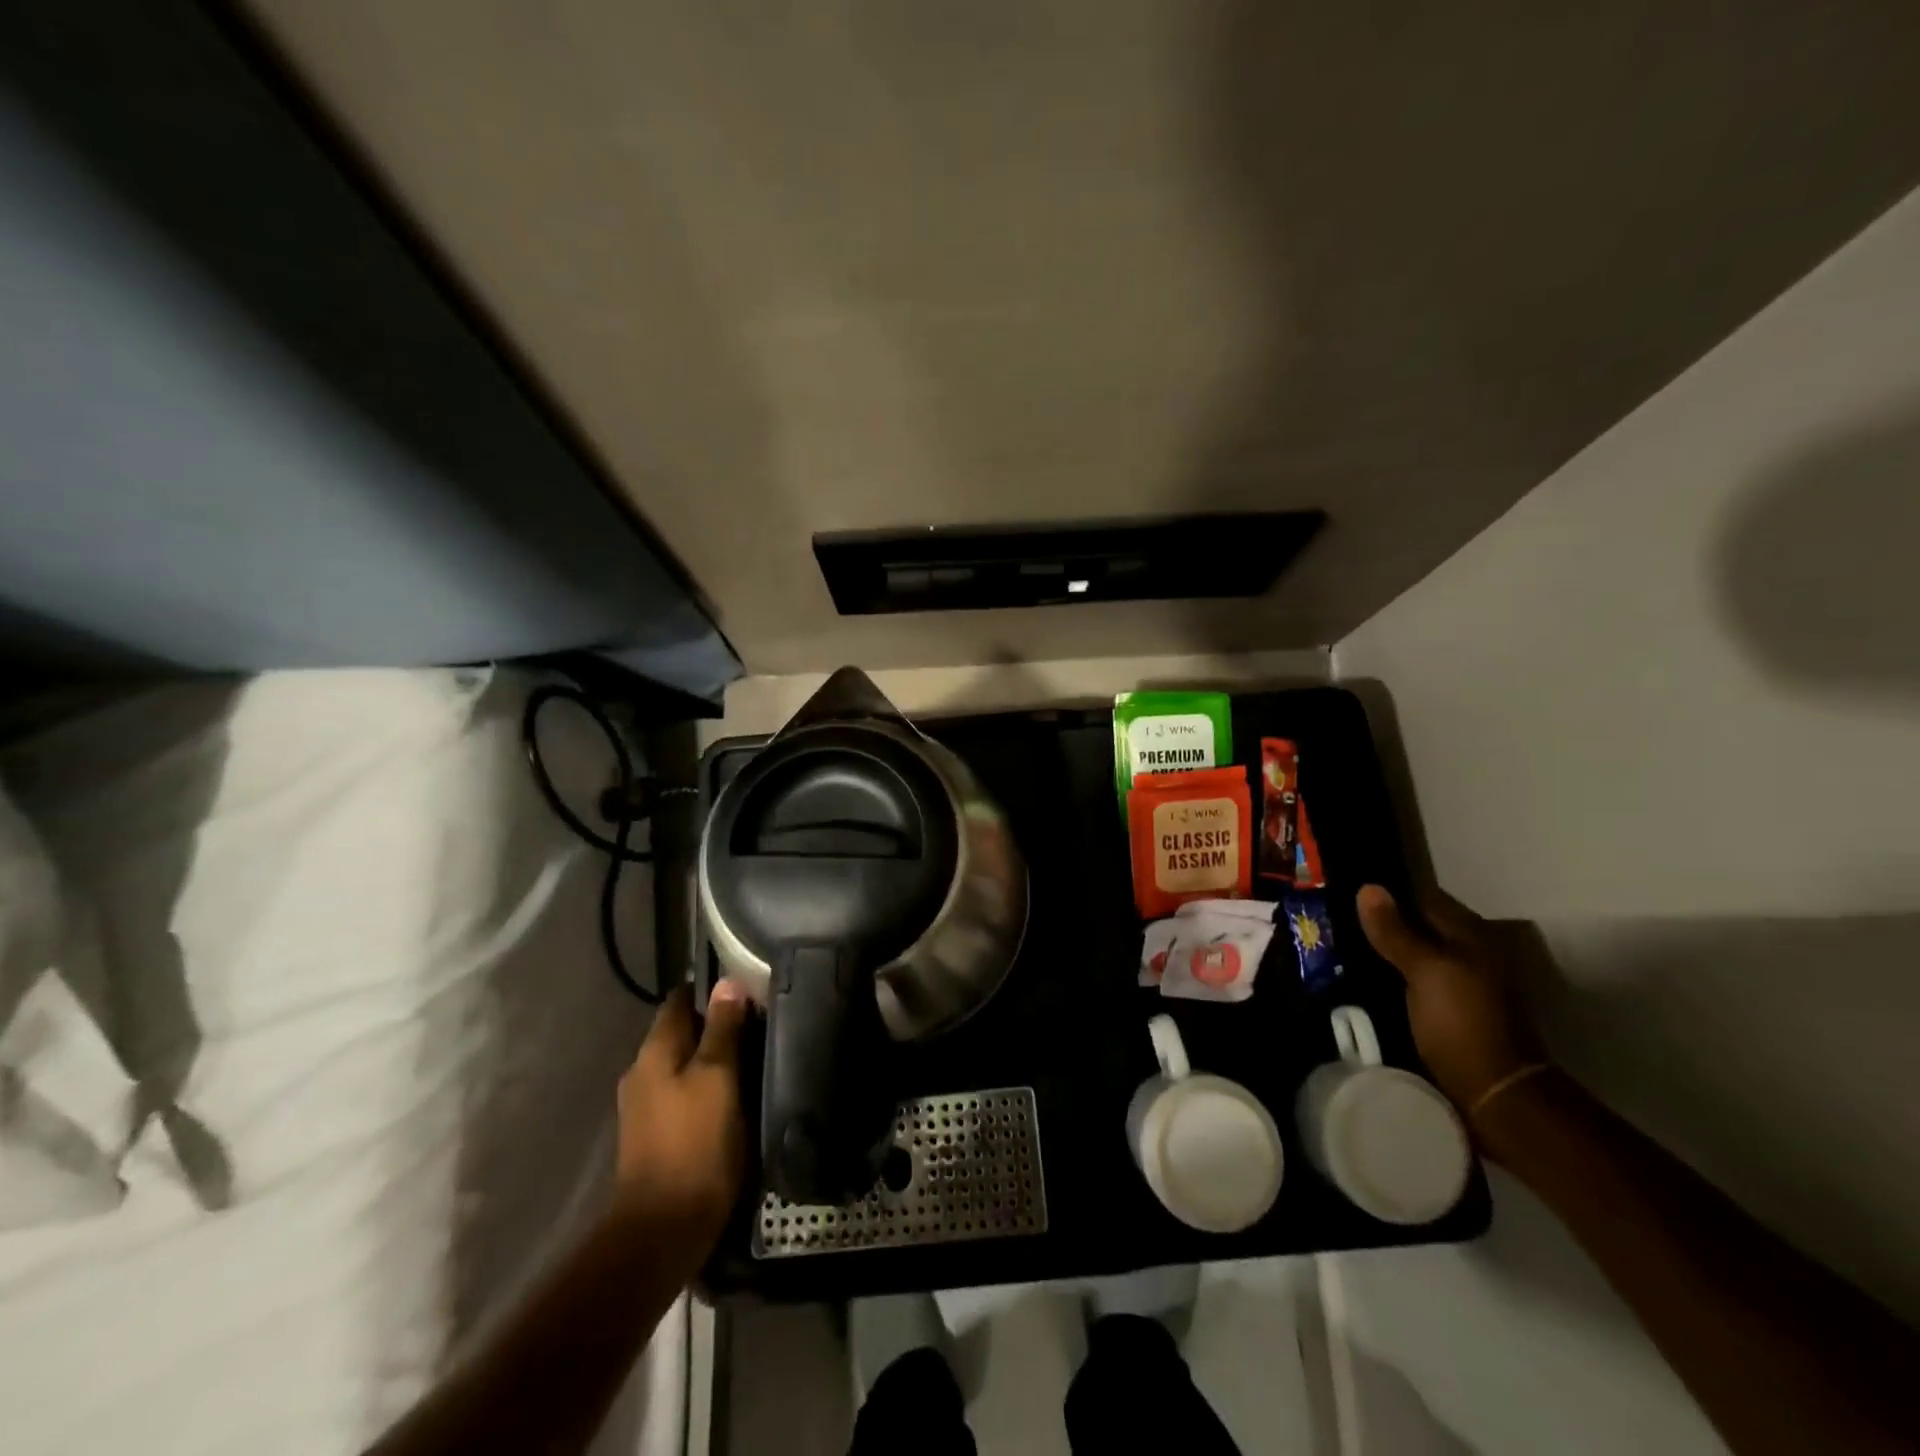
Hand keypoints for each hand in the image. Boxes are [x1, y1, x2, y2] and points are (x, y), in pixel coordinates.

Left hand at [614, 981, 750, 1267]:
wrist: (663, 1230)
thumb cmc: (695, 1143)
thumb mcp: (718, 1078)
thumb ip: (722, 1029)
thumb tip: (727, 982)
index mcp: (654, 1052)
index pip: (680, 1000)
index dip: (711, 992)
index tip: (747, 991)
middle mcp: (642, 1072)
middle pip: (682, 1033)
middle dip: (716, 1026)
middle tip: (759, 1026)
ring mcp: (645, 1107)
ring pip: (684, 1064)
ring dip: (713, 1060)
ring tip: (753, 1060)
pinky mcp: (655, 1136)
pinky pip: (683, 1094)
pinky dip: (706, 1088)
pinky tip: (733, 1098)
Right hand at [1356, 884, 1544, 1117]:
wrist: (1495, 1095)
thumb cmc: (1462, 1023)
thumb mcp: (1425, 972)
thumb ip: (1396, 932)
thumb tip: (1368, 887)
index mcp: (1469, 937)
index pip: (1423, 898)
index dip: (1387, 891)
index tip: (1345, 886)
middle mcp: (1467, 955)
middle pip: (1417, 926)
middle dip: (1380, 921)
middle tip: (1331, 915)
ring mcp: (1458, 985)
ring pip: (1412, 954)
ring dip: (1381, 950)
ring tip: (1335, 944)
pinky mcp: (1446, 1012)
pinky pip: (1409, 980)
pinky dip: (1387, 975)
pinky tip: (1359, 978)